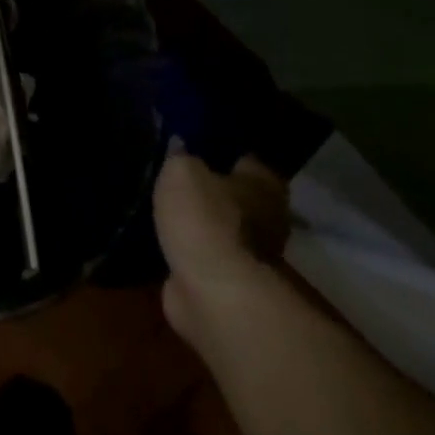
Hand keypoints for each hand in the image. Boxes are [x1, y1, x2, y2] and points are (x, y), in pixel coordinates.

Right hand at [153, 149, 290, 343]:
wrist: (212, 290)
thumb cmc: (204, 218)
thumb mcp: (181, 172)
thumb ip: (180, 156)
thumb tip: (179, 144)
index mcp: (264, 183)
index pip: (245, 159)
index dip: (219, 153)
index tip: (193, 150)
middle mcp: (268, 216)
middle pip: (236, 196)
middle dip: (211, 191)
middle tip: (176, 182)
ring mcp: (253, 254)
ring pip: (222, 228)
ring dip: (200, 225)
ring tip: (166, 211)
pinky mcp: (230, 281)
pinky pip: (207, 255)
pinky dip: (191, 251)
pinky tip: (166, 241)